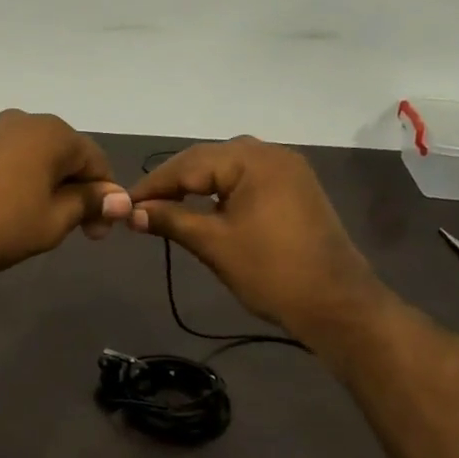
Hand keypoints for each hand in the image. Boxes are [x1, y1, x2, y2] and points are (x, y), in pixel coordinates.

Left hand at [0, 110, 130, 285]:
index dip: (105, 199)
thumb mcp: (53, 221)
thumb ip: (88, 203)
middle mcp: (27, 121)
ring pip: (40, 161)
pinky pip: (15, 162)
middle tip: (74, 233)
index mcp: (54, 133)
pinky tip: (16, 212)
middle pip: (68, 157)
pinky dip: (26, 185)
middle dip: (78, 193)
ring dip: (52, 190)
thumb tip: (118, 197)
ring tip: (43, 225)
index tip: (97, 235)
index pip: (97, 162)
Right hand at [126, 137, 377, 336]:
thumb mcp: (214, 244)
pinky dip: (221, 192)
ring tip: (166, 207)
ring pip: (229, 169)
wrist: (335, 303)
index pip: (188, 164)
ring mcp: (288, 171)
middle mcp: (272, 154)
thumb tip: (132, 212)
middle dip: (173, 182)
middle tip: (141, 207)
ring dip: (197, 186)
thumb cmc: (271, 272)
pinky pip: (248, 181)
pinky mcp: (296, 190)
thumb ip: (171, 220)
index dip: (153, 185)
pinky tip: (204, 208)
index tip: (123, 204)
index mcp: (253, 160)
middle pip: (208, 160)